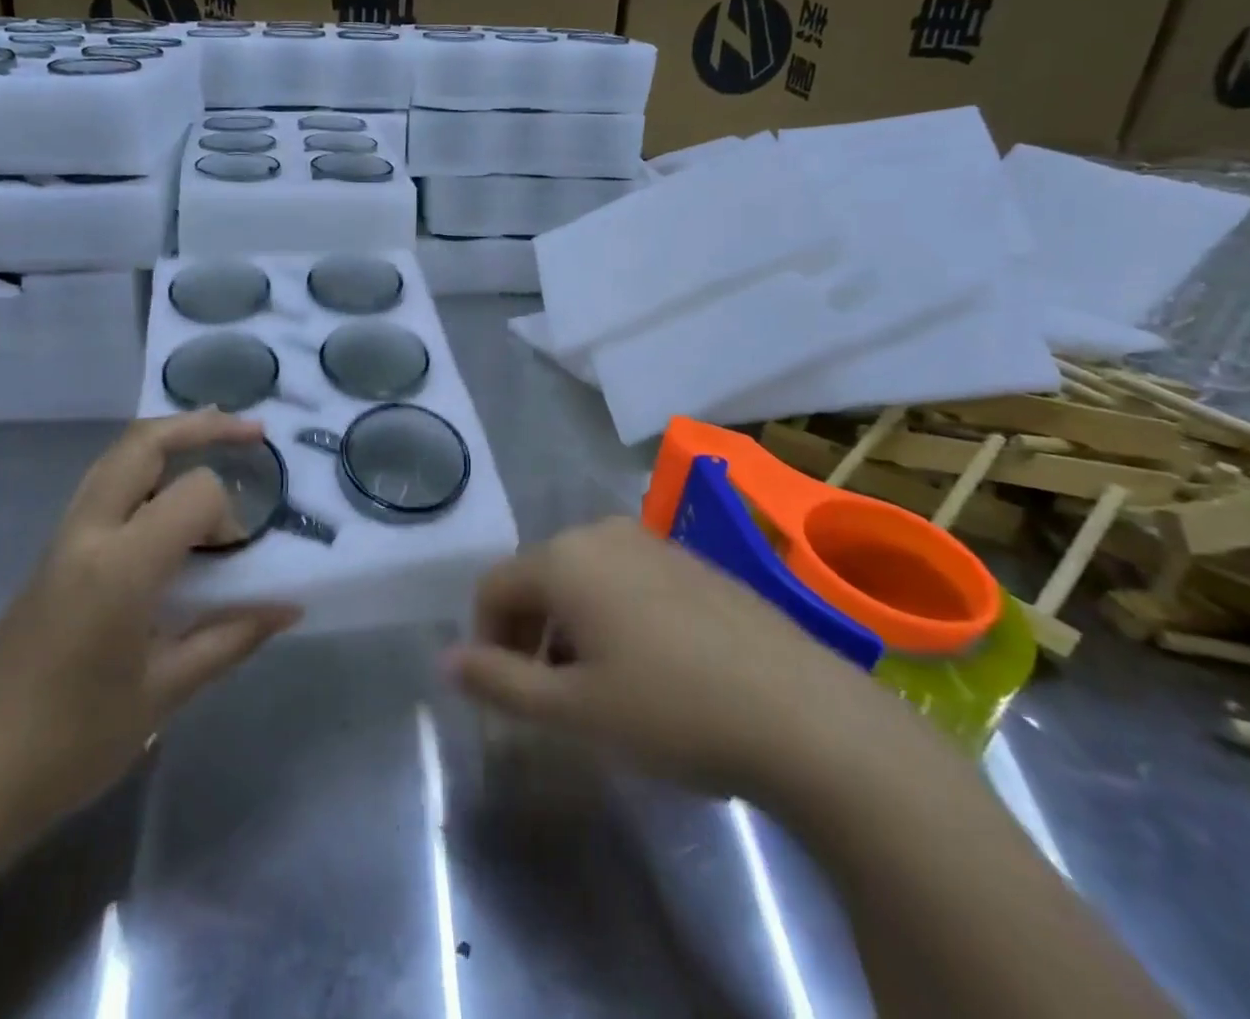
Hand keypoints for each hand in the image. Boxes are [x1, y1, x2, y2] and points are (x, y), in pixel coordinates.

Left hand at [0, 411, 300, 830]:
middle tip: (252, 432)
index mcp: (120, 566)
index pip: (194, 495)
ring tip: (216, 443)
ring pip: (117, 457)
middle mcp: (87, 534)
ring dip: (169, 440)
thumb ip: (231, 637)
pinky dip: (145, 471)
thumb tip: (288, 607)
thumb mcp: (166, 692)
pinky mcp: (51, 553)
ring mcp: (62, 538)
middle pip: (143, 443)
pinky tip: (169, 499)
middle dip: (201, 426)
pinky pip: (103, 487)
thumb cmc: (74, 741)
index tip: (237, 560)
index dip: (229, 516)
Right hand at [445, 517, 898, 800]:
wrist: (805, 716)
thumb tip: (444, 660)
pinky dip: (613, 615)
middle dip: (529, 633)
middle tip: (549, 696)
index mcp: (564, 557)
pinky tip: (650, 667)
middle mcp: (602, 532)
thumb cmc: (672, 711)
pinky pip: (626, 579)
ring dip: (570, 626)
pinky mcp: (693, 560)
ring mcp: (652, 542)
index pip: (493, 587)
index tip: (505, 693)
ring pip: (583, 577)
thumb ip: (499, 681)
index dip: (485, 639)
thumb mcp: (573, 709)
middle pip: (537, 577)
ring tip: (599, 686)